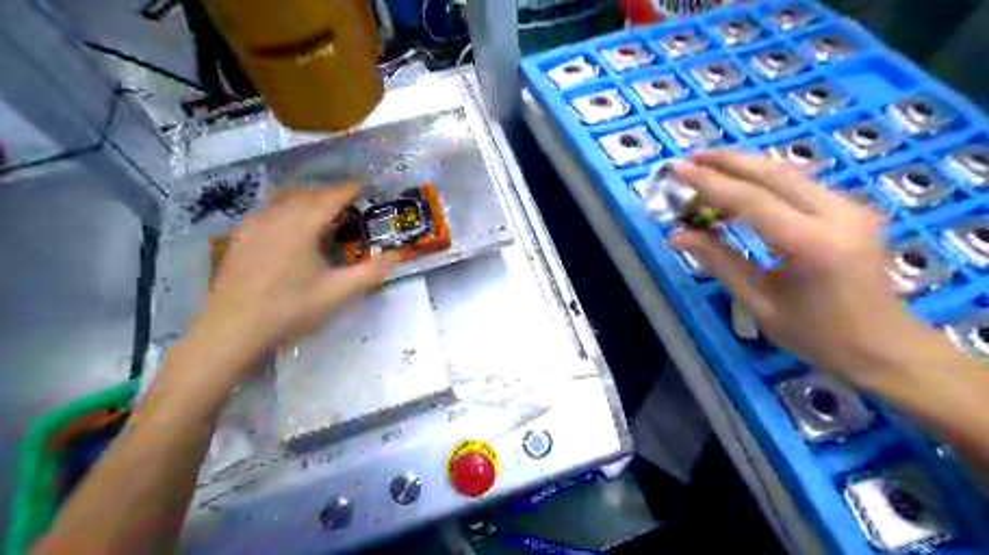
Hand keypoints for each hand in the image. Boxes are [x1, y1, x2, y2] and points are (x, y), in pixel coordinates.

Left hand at [185, 182, 384, 377]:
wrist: (232, 330)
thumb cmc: (289, 309)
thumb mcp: (336, 294)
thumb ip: (368, 273)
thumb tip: (394, 257)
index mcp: (301, 226)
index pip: (329, 198)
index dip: (347, 190)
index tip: (361, 187)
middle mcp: (276, 217)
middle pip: (305, 194)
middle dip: (327, 193)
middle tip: (346, 201)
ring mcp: (253, 225)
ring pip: (283, 200)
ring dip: (305, 199)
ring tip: (320, 210)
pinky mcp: (239, 238)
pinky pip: (267, 212)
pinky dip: (285, 209)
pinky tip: (288, 226)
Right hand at [668, 150, 932, 387]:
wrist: (886, 347)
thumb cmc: (817, 336)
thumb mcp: (758, 303)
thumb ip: (718, 261)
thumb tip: (676, 234)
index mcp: (811, 244)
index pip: (750, 200)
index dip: (707, 182)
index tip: (675, 169)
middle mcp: (836, 214)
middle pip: (772, 173)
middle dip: (726, 161)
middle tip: (689, 158)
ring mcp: (849, 208)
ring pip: (787, 173)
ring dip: (744, 167)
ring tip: (707, 168)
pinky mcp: (851, 209)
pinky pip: (799, 185)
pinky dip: (764, 181)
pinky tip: (741, 188)